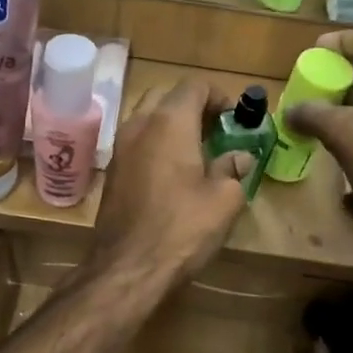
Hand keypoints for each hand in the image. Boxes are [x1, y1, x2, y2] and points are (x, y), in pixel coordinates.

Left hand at [89, 78, 250, 284]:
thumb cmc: (182, 228)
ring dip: (171, 126)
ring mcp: (120, 148)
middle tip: (215, 131)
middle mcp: (139, 125)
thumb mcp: (223, 200)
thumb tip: (240, 158)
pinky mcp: (112, 172)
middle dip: (192, 107)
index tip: (235, 118)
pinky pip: (136, 143)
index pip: (194, 86)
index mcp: (169, 122)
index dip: (219, 96)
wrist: (127, 267)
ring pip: (146, 118)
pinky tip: (172, 173)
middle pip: (166, 96)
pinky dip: (155, 145)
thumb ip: (233, 170)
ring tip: (196, 152)